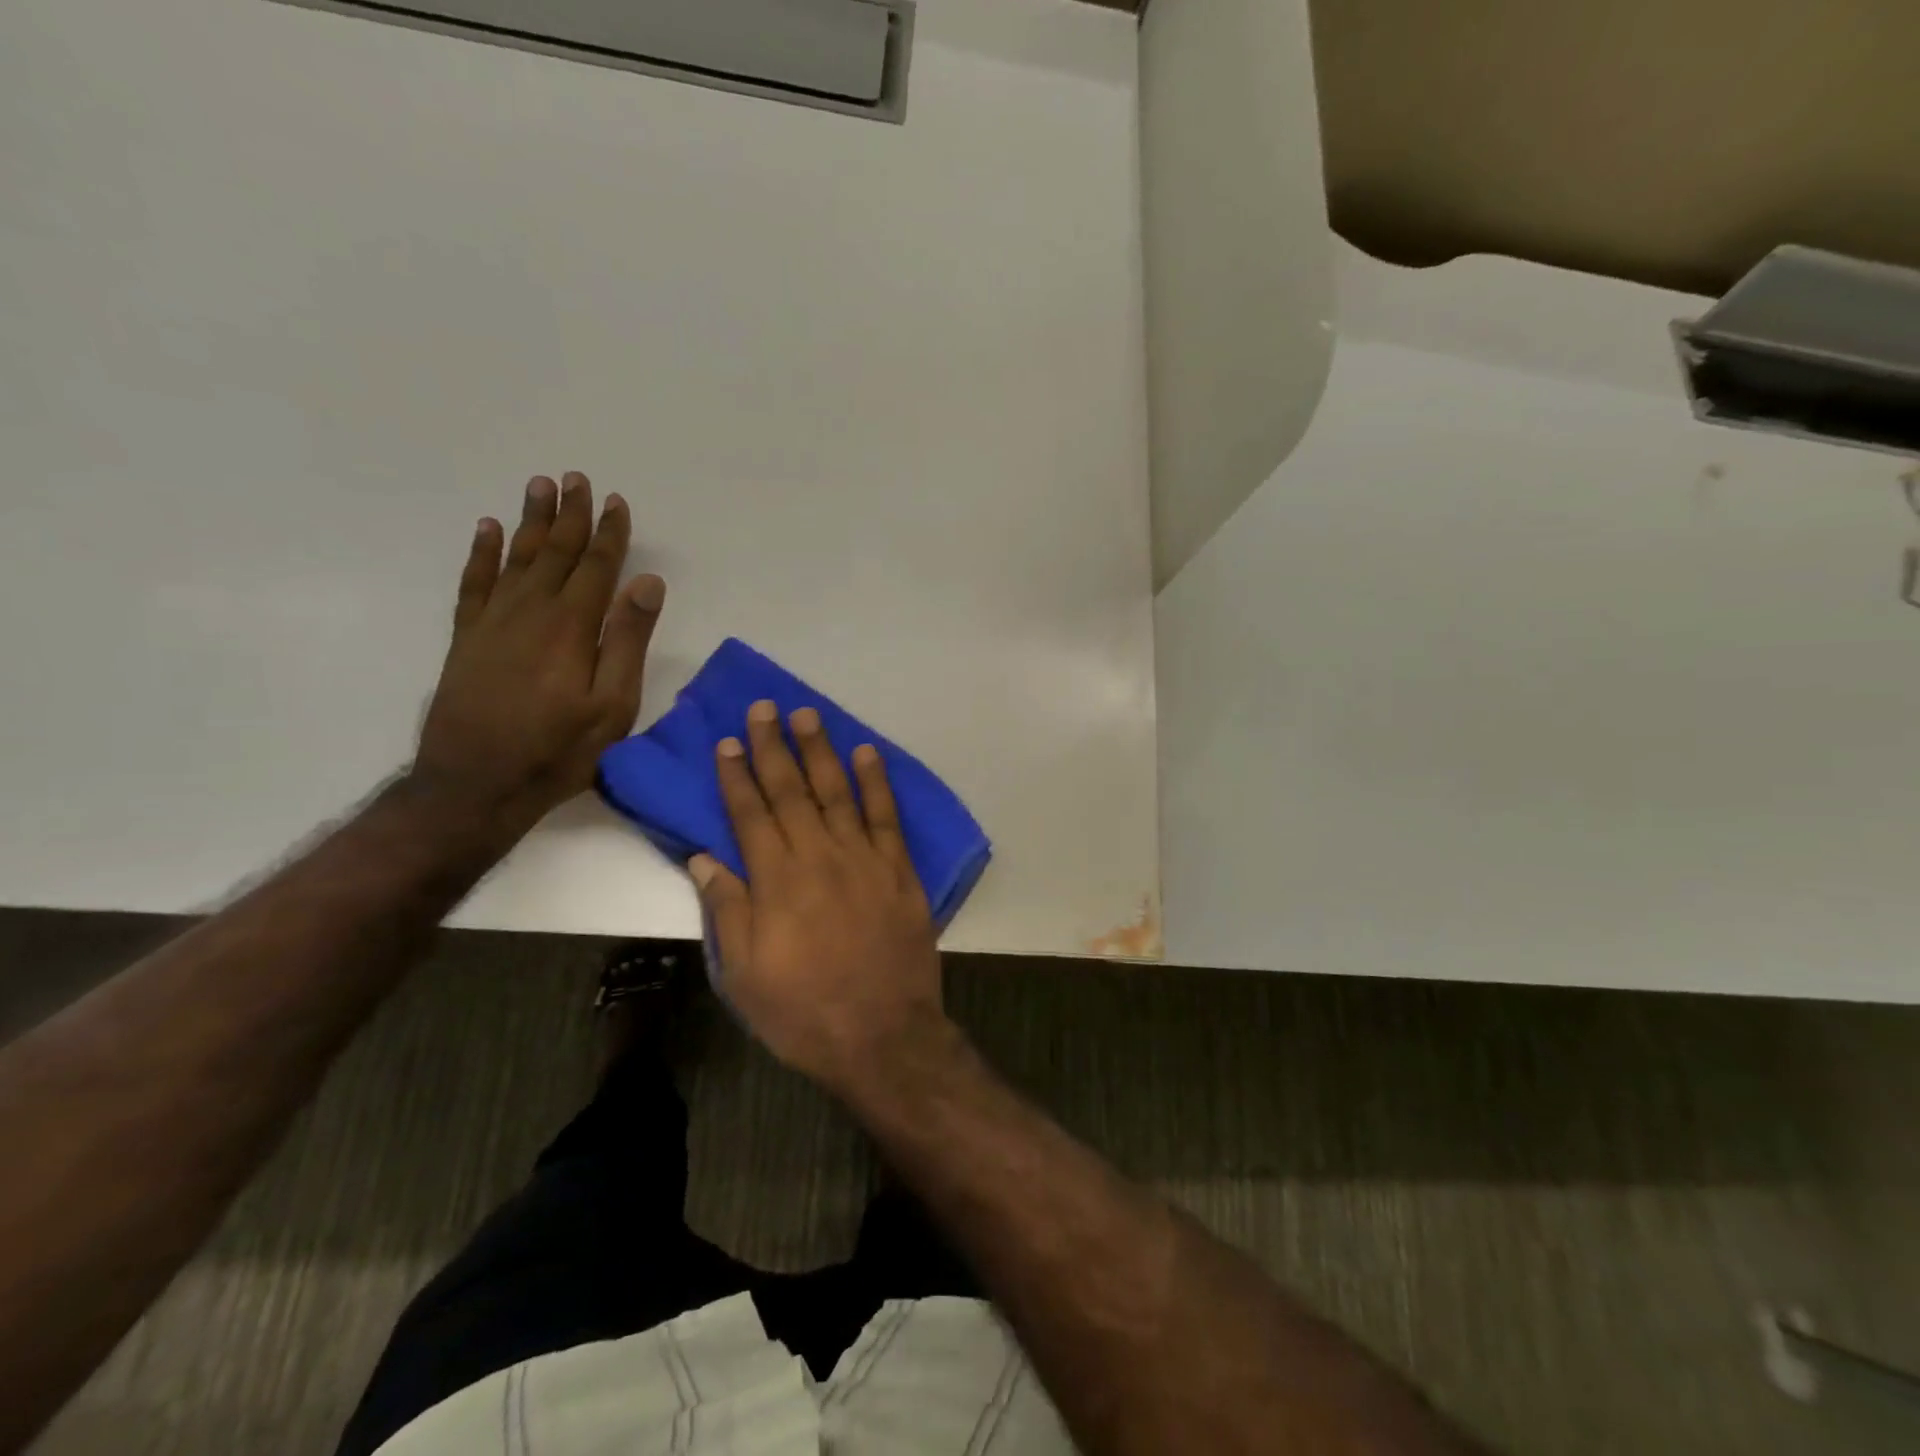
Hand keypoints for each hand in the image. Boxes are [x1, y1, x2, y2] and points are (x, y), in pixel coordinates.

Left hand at [413, 472, 665, 835]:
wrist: (474, 784)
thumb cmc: (558, 750)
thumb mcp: (613, 705)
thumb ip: (628, 641)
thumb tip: (647, 584)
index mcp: (572, 626)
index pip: (597, 567)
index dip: (610, 534)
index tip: (617, 502)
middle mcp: (531, 611)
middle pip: (555, 552)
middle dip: (571, 515)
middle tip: (577, 478)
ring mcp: (493, 621)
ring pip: (516, 557)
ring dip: (530, 520)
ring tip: (540, 486)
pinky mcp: (466, 637)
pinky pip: (474, 581)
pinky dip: (481, 552)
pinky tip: (487, 529)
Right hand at [691, 700, 943, 1088]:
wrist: (883, 1035)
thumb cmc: (803, 1011)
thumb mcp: (744, 973)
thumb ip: (726, 908)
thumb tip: (703, 856)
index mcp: (776, 881)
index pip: (750, 814)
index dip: (736, 776)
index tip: (727, 742)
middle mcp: (819, 857)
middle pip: (792, 791)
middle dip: (773, 747)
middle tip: (764, 708)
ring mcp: (864, 859)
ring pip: (837, 792)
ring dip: (821, 751)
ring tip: (807, 715)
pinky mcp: (899, 870)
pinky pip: (886, 817)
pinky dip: (877, 782)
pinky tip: (867, 753)